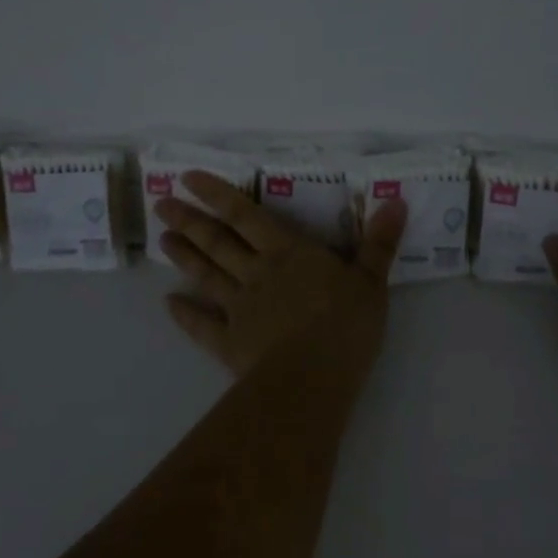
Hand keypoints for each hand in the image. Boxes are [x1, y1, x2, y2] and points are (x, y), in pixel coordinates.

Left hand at [155, 171, 405, 376]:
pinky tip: (168, 304)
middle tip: (161, 205)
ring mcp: (239, 309)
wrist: (312, 380)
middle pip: (218, 242)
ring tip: (162, 238)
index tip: (188, 178)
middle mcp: (257, 273)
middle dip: (190, 221)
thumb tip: (396, 200)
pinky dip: (184, 315)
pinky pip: (202, 327)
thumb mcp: (371, 280)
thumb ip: (380, 242)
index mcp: (288, 253)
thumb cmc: (345, 325)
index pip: (247, 215)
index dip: (217, 195)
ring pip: (206, 276)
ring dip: (184, 257)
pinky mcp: (230, 345)